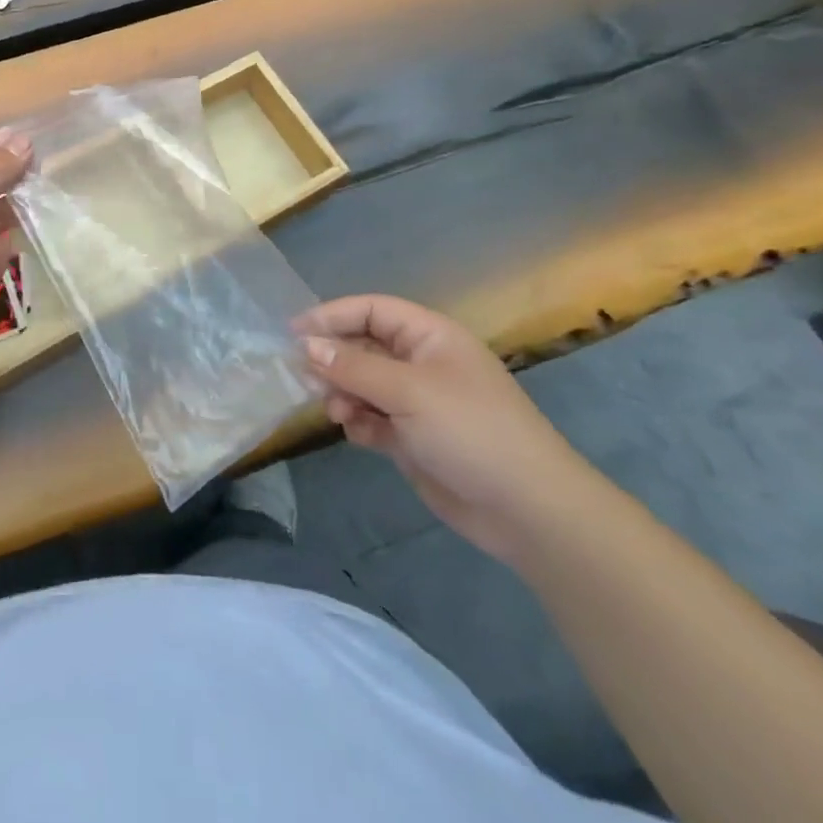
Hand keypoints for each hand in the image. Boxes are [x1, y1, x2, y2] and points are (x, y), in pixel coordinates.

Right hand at [297, 294, 600, 563]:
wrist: (528, 511)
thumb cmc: (470, 431)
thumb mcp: (407, 391)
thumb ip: (352, 366)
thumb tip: (306, 345)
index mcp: (431, 337)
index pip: (371, 310)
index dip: (331, 316)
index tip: (293, 333)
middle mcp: (423, 363)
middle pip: (363, 346)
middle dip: (334, 360)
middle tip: (305, 378)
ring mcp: (419, 402)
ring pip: (363, 384)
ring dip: (343, 394)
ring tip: (335, 411)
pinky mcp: (414, 438)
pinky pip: (373, 418)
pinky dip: (359, 422)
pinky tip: (356, 434)